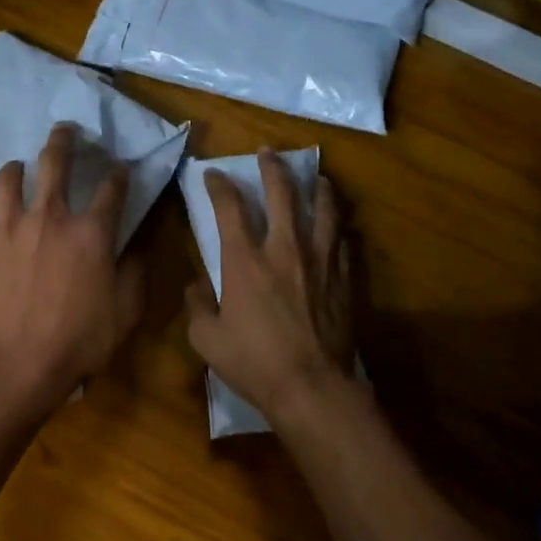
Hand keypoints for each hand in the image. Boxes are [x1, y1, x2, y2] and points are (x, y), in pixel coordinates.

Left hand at [0, 123, 146, 408]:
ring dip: (16, 170)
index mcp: (91, 232)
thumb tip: (135, 246)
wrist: (16, 365)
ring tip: (17, 171)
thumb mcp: (126, 312)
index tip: (120, 169)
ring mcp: (8, 227)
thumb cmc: (78, 341)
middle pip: (55, 161)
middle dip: (63, 139)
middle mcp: (49, 217)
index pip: (112, 188)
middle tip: (64, 130)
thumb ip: (135, 272)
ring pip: (8, 177)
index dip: (119, 174)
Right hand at [186, 150, 356, 429]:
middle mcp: (283, 249)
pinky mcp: (343, 279)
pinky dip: (336, 229)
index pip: (229, 208)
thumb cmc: (253, 363)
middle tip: (268, 153)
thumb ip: (197, 306)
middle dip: (273, 168)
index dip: (219, 185)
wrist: (311, 387)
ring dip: (317, 188)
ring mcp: (319, 262)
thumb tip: (198, 285)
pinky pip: (342, 243)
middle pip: (282, 194)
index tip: (212, 174)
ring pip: (322, 210)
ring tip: (316, 177)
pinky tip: (336, 228)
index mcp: (245, 261)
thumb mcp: (206, 339)